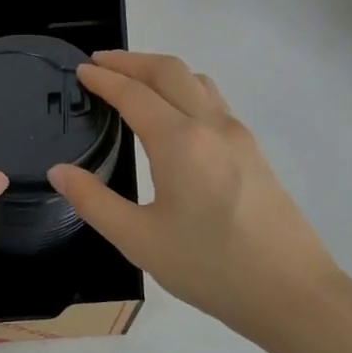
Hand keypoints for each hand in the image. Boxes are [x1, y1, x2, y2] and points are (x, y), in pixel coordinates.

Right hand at [48, 51, 344, 339]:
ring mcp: (238, 136)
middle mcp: (211, 126)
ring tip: (133, 82)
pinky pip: (213, 101)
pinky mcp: (253, 152)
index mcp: (179, 142)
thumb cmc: (209, 267)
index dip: (103, 78)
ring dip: (161, 71)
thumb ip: (93, 201)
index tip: (80, 71)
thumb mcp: (138, 240)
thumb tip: (60, 171)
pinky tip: (172, 116)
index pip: (133, 93)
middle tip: (99, 63)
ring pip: (197, 81)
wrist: (291, 292)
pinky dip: (184, 90)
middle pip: (169, 71)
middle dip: (131, 60)